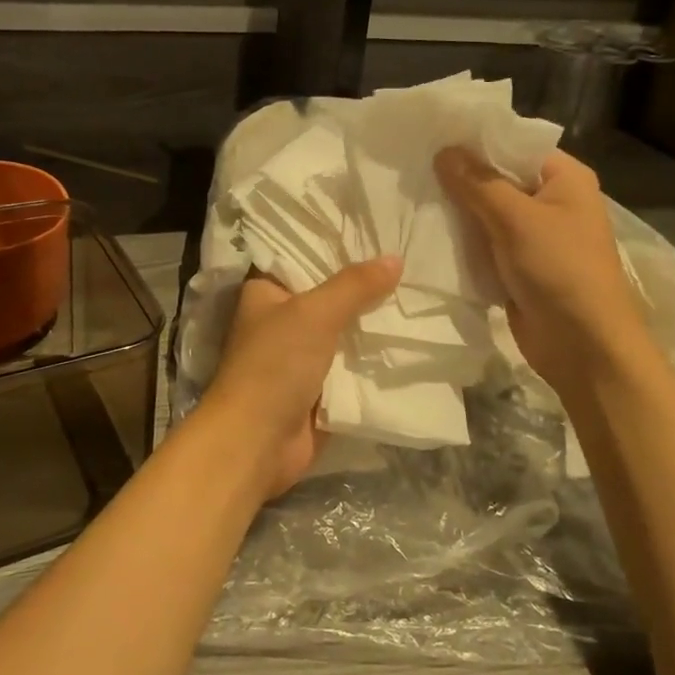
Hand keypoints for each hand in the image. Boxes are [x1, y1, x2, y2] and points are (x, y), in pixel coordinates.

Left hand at [197, 257, 401, 500]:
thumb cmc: (274, 365)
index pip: (303, 257)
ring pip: (344, 331)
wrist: (256, 442)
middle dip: (365, 287)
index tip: (377, 231)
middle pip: (329, 296)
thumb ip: (354, 286)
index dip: (337, 246)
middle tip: (410, 261)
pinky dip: (374, 358)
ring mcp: (299, 356)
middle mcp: (280, 320)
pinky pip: (352, 366)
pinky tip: (411, 339)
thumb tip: (395, 259)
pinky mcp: (318, 389)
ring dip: (373, 323)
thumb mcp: (314, 314)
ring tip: (418, 294)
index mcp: (265, 292)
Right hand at [434, 147, 643, 388]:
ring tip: (409, 193)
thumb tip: (444, 150)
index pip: (514, 145)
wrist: (583, 346)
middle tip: (410, 164)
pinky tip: (423, 230)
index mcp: (564, 178)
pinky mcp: (516, 265)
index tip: (431, 133)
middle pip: (497, 178)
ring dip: (456, 210)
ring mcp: (533, 236)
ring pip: (486, 212)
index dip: (475, 140)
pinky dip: (460, 239)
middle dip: (459, 176)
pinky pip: (483, 243)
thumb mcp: (517, 219)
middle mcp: (551, 201)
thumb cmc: (560, 270)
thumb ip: (478, 183)